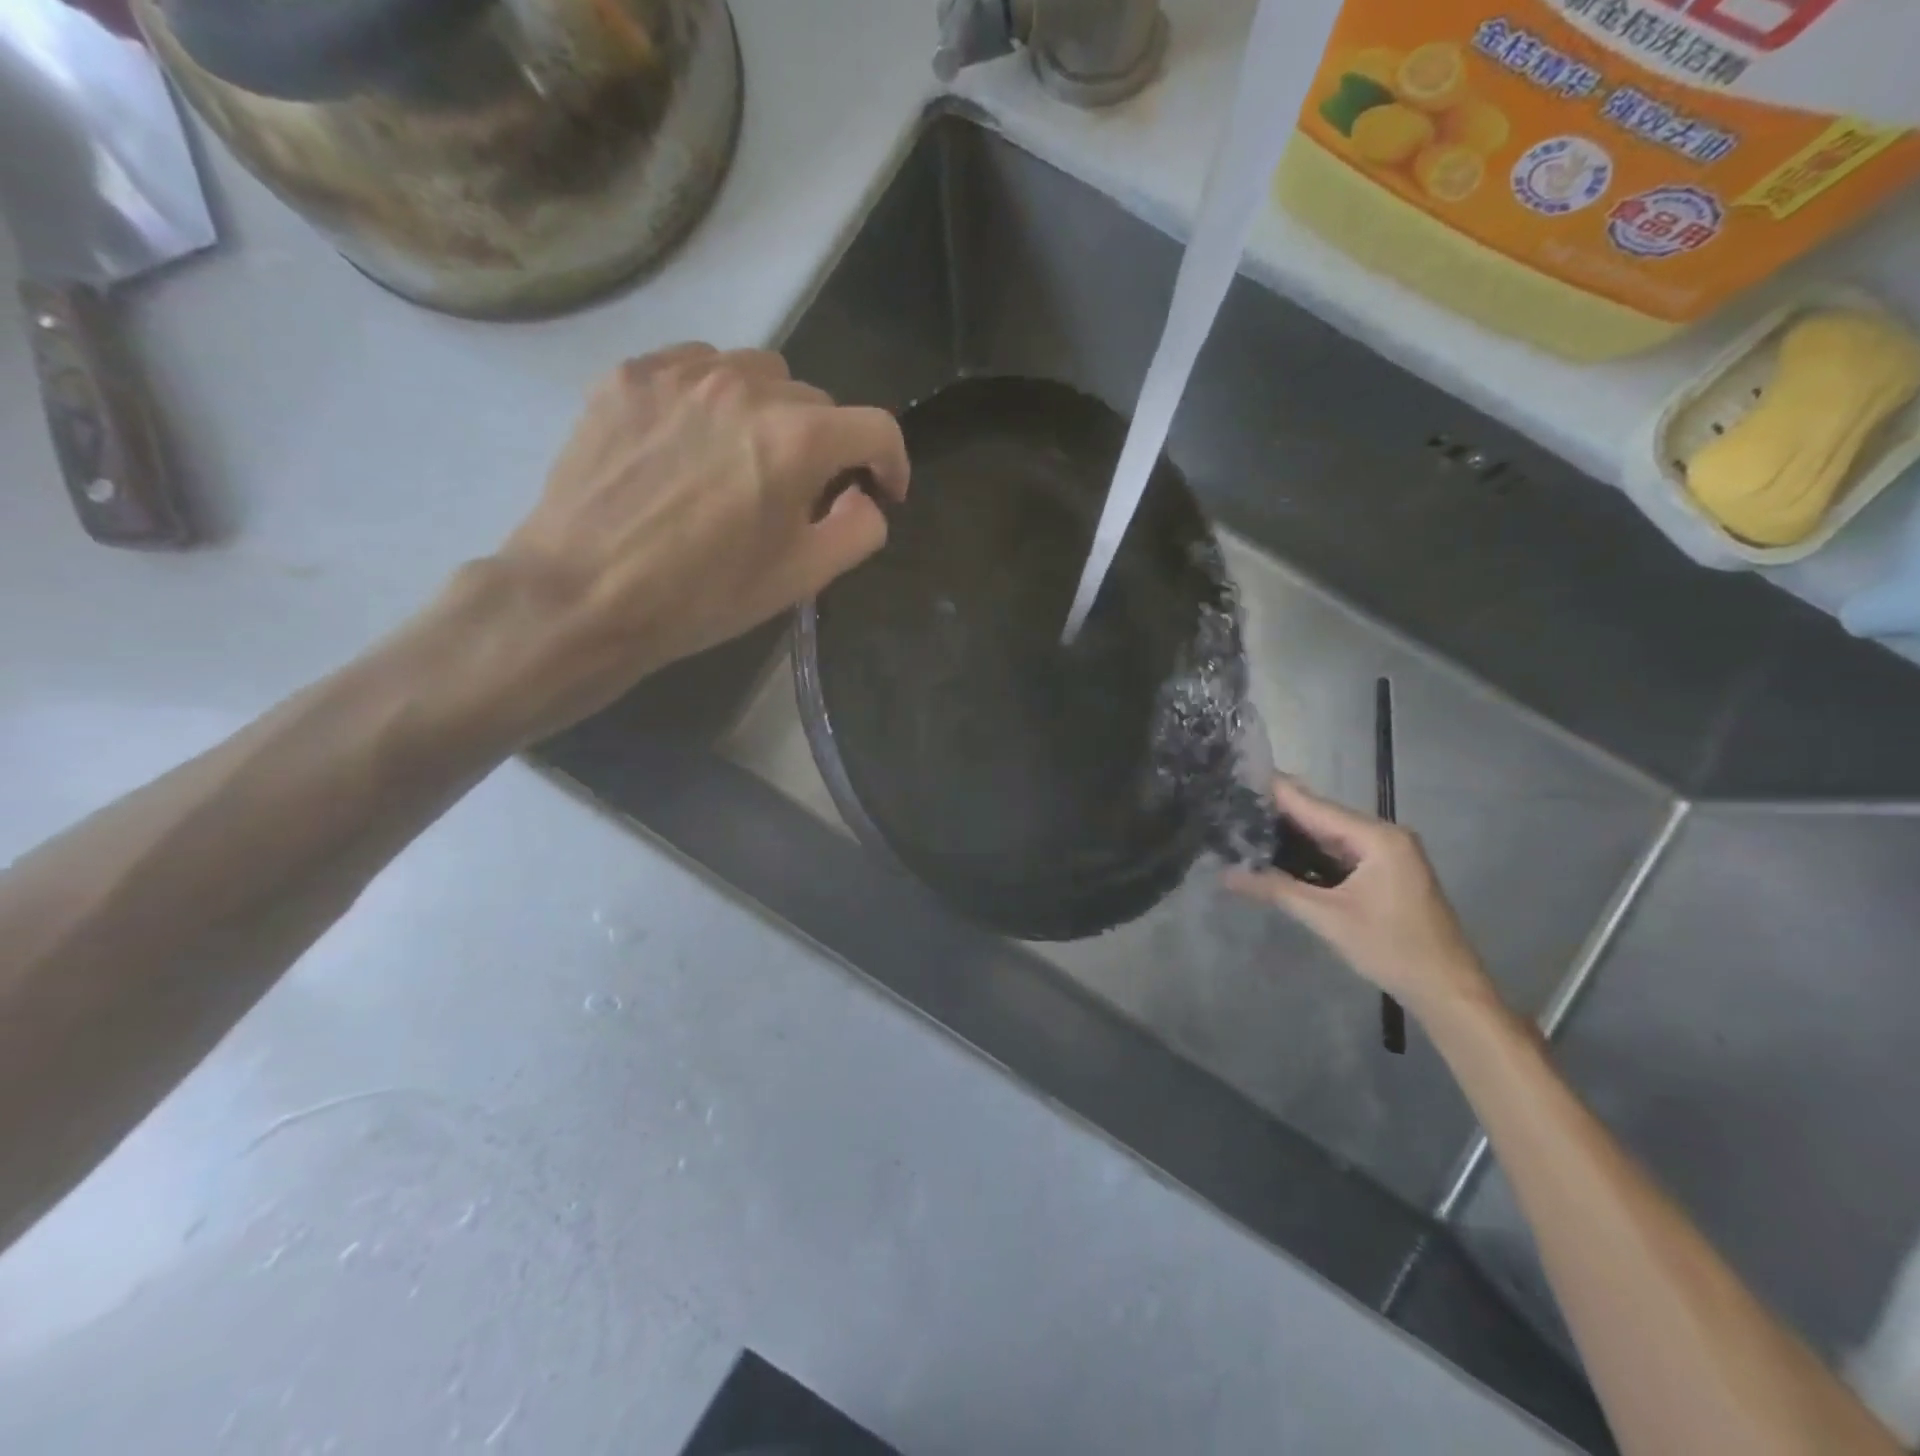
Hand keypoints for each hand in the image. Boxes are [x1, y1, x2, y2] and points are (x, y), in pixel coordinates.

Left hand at [449, 344, 907, 745]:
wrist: (583, 595)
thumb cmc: (703, 596)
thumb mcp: (801, 579)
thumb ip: (858, 530)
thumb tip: (866, 497)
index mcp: (796, 440)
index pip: (875, 428)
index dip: (892, 463)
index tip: (883, 491)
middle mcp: (745, 387)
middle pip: (816, 400)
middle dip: (825, 445)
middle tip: (801, 492)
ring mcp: (681, 373)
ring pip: (758, 373)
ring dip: (771, 412)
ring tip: (746, 458)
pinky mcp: (630, 375)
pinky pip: (696, 365)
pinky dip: (715, 396)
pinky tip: (696, 438)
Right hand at [1226, 778, 1496, 1019]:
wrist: (1448, 991)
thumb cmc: (1392, 949)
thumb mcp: (1328, 918)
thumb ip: (1276, 889)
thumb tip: (1226, 874)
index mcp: (1376, 837)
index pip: (1314, 805)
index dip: (1275, 792)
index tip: (1237, 776)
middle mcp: (1383, 836)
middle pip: (1321, 816)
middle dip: (1278, 812)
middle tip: (1231, 803)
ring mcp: (1386, 854)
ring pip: (1329, 835)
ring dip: (1292, 834)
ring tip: (1244, 824)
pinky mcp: (1384, 873)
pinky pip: (1339, 853)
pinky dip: (1310, 853)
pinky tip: (1278, 853)